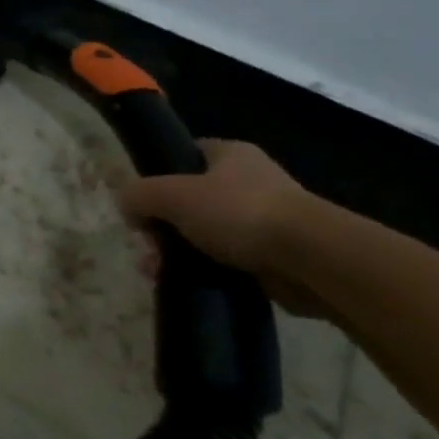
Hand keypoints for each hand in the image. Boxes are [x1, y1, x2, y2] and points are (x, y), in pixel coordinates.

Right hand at [118, 140, 333, 319]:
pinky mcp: (274, 255)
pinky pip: (227, 260)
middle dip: (163, 224)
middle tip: (148, 246)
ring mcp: (265, 219)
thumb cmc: (239, 212)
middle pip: (190, 199)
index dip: (158, 174)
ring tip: (158, 272)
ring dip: (179, 252)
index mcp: (230, 154)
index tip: (142, 202)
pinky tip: (186, 284)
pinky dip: (205, 271)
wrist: (312, 260)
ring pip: (206, 233)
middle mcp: (249, 181)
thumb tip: (126, 206)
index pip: (186, 155)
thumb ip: (140, 195)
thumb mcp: (172, 195)